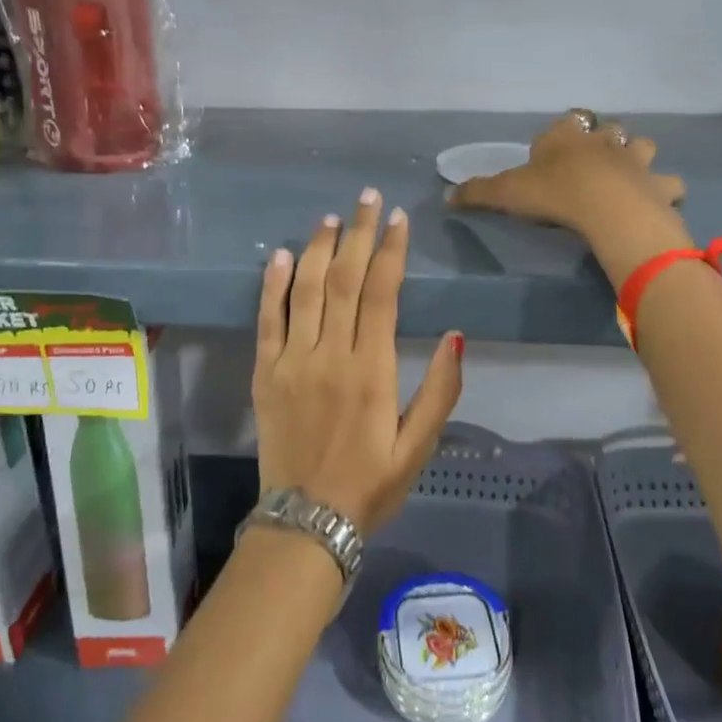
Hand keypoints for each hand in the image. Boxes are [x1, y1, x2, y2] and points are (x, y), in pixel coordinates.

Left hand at [252, 189, 463, 532]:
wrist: (306, 524)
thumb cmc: (370, 485)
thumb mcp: (419, 446)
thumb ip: (439, 389)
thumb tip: (455, 334)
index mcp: (371, 370)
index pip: (381, 293)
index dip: (390, 251)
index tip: (398, 219)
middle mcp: (329, 355)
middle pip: (344, 280)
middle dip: (358, 234)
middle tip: (367, 198)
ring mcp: (292, 361)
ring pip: (305, 290)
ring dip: (318, 248)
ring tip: (331, 217)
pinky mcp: (265, 373)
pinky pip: (267, 320)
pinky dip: (273, 285)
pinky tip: (281, 256)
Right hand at [449, 110, 685, 241]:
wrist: (606, 207)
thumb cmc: (553, 193)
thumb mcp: (506, 193)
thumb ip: (477, 193)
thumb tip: (445, 196)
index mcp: (567, 136)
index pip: (566, 122)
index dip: (562, 132)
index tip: (555, 150)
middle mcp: (603, 140)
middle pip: (607, 129)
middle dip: (603, 140)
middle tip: (594, 162)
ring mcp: (635, 159)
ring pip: (643, 146)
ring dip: (637, 157)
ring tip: (629, 177)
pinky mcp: (657, 184)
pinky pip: (669, 183)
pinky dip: (664, 190)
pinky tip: (657, 201)